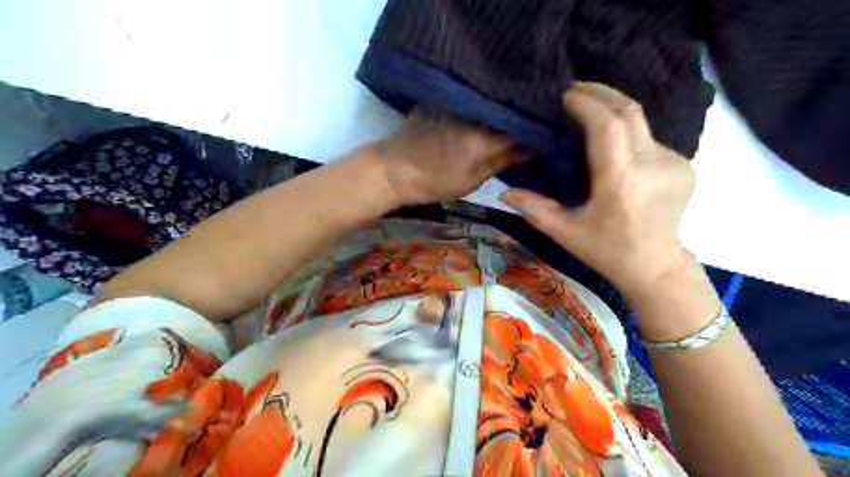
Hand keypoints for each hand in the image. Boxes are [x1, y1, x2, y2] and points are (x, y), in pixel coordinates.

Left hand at [372, 111, 529, 206]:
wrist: (394, 169)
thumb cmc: (434, 182)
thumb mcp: (473, 180)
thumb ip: (504, 161)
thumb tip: (533, 148)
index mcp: (486, 137)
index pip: (524, 126)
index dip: (539, 128)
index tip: (550, 132)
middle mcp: (477, 112)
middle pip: (511, 108)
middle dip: (525, 114)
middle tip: (539, 122)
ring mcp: (460, 101)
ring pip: (494, 99)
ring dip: (507, 106)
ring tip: (519, 114)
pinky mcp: (447, 97)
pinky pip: (475, 96)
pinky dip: (486, 102)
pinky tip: (492, 107)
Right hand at [499, 84, 692, 295]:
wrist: (655, 266)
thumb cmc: (606, 250)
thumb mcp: (564, 232)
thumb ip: (534, 209)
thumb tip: (504, 192)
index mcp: (620, 182)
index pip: (607, 126)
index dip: (586, 103)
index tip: (565, 95)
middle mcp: (651, 165)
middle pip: (629, 111)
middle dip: (600, 93)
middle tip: (574, 90)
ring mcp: (673, 163)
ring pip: (640, 122)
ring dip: (612, 110)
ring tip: (588, 109)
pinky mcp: (683, 165)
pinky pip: (649, 138)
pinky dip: (626, 131)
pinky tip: (611, 141)